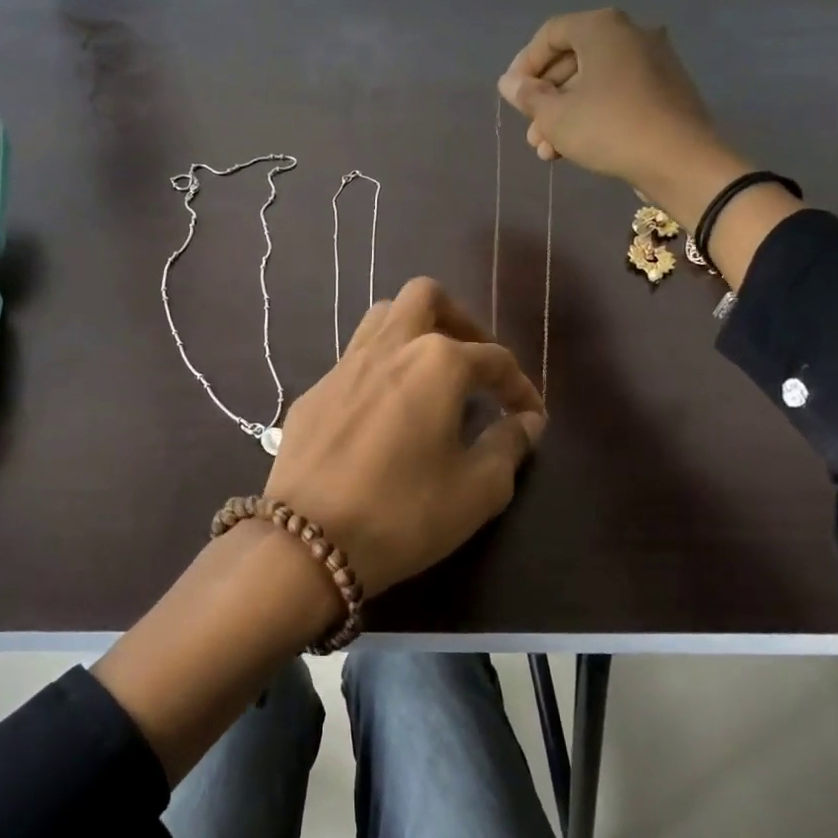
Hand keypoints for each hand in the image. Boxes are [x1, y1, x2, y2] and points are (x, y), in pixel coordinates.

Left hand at [265, 278, 544, 596]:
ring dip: (412, 332)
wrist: (308, 540)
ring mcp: (343, 366)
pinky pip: (352, 360)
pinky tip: (383, 410)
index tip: (530, 415)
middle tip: (473, 362)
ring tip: (429, 375)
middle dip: (459, 319)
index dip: (520, 386)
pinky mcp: (312, 392)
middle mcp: (389, 347)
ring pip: (382, 318)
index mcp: (437, 363)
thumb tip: (525, 422)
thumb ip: (508, 446)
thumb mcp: (477, 490)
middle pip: (426, 297)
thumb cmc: (405, 513)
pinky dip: (378, 369)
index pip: (494, 358)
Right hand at [497, 9, 744, 228]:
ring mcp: (652, 61)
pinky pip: (616, 94)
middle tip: (529, 131)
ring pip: (593, 82)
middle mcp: (630, 34)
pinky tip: (574, 148)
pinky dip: (591, 115)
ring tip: (546, 150)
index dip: (524, 64)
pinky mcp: (664, 90)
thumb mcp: (555, 115)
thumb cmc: (608, 128)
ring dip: (563, 114)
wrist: (679, 160)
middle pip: (572, 60)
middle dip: (544, 98)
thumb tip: (508, 82)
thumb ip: (527, 96)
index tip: (512, 96)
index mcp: (602, 28)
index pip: (551, 34)